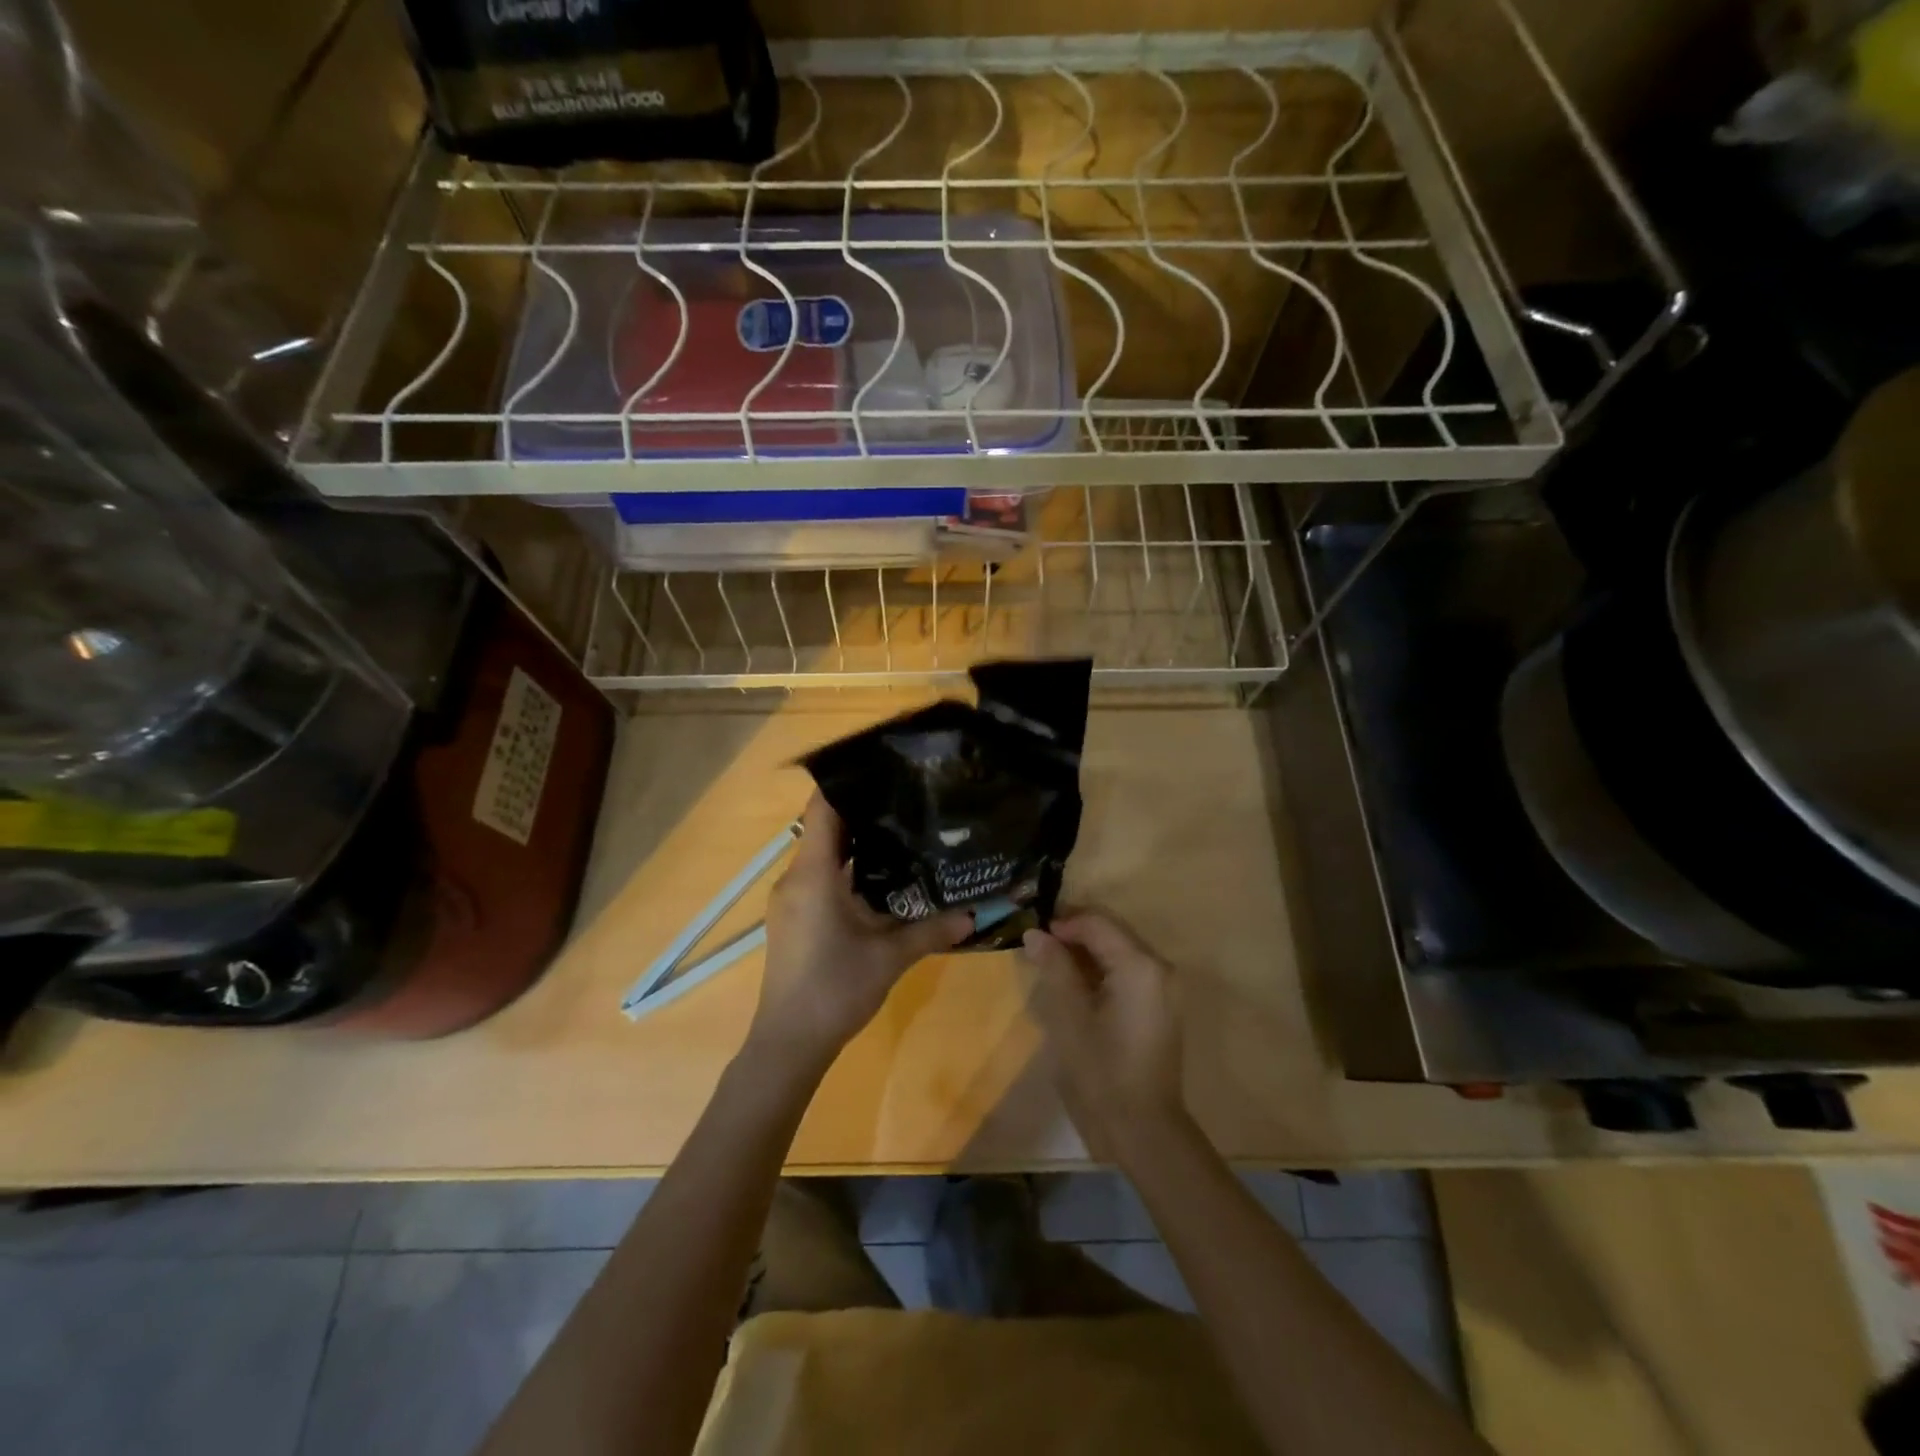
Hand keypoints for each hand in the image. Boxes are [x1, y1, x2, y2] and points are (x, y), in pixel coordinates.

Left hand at [746, 793, 970, 1078]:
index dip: (848, 784)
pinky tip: (882, 878)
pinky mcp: (793, 918)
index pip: (822, 810)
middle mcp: (795, 878)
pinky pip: (819, 877)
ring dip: (857, 844)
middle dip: (863, 812)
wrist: (789, 1043)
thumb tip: (975, 915)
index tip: (883, 769)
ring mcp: (791, 899)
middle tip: (907, 799)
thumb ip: (931, 931)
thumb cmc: (834, 989)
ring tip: (902, 832)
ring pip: (823, 855)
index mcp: (813, 875)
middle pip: (825, 828)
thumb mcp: (889, 958)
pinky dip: (847, 869)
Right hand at [1023, 911, 1187, 1160]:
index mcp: (1140, 965)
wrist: (1143, 1128)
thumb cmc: (1101, 1071)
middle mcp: (1160, 967)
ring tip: (1052, 965)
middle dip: (1075, 934)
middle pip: (1112, 932)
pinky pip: (1129, 972)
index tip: (1033, 935)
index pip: (1098, 922)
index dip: (1063, 922)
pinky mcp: (1162, 1006)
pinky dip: (1102, 971)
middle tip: (1039, 946)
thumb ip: (1054, 967)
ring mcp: (1165, 987)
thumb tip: (1036, 933)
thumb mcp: (1069, 1016)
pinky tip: (1077, 986)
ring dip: (1087, 952)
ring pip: (1120, 951)